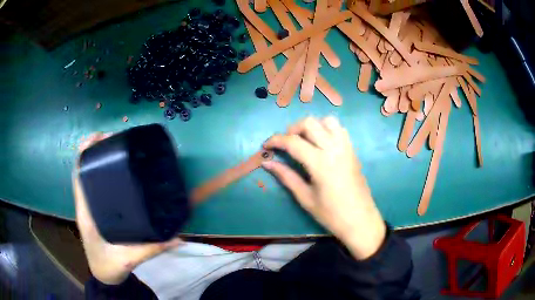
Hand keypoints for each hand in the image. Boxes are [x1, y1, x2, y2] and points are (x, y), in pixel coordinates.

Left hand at [73, 133, 181, 284]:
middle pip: (83, 169)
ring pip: (88, 176)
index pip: (78, 176)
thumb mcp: (129, 260)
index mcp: (86, 213)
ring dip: (97, 158)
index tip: (99, 136)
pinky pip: (94, 186)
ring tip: (117, 146)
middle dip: (94, 149)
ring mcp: (90, 207)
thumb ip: (151, 248)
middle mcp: (86, 205)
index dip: (84, 153)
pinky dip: (102, 172)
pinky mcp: (97, 211)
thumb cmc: (109, 266)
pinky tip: (118, 170)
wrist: (104, 275)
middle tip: (115, 137)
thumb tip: (177, 237)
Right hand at [263, 117, 385, 259]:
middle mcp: (334, 148)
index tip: (265, 146)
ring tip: (304, 141)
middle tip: (286, 144)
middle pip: (309, 123)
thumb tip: (267, 163)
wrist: (360, 220)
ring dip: (312, 126)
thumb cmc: (331, 214)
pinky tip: (321, 144)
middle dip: (292, 129)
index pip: (293, 141)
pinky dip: (327, 129)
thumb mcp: (305, 197)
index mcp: (320, 163)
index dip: (275, 140)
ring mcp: (346, 147)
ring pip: (327, 121)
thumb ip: (286, 176)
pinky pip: (339, 129)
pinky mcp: (353, 150)